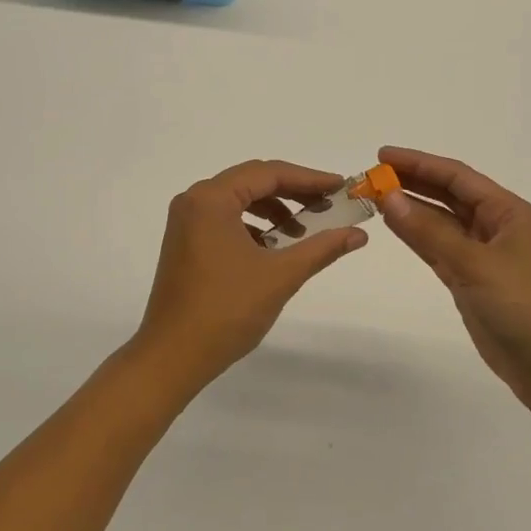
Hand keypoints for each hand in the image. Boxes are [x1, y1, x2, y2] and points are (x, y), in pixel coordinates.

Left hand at [132, 159, 368, 396]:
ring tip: (304, 231)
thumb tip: (359, 234)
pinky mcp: (184, 242)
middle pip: (252, 181)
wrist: (172, 357)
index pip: (269, 174)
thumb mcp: (280, 276)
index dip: (309, 179)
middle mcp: (194, 200)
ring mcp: (185, 222)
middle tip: (329, 205)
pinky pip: (224, 219)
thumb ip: (321, 248)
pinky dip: (253, 225)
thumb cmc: (226, 310)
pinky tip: (273, 247)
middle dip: (293, 192)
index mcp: (211, 199)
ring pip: (238, 200)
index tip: (341, 187)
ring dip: (273, 209)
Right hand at [376, 147, 530, 420]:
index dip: (419, 163)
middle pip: (448, 195)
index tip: (382, 156)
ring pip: (441, 222)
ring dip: (411, 210)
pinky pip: (438, 249)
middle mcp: (496, 227)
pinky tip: (394, 226)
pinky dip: (417, 237)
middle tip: (372, 176)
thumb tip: (389, 197)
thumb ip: (429, 231)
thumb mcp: (475, 264)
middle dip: (412, 183)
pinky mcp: (471, 281)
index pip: (457, 177)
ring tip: (375, 197)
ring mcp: (483, 255)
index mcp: (508, 212)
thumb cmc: (523, 307)